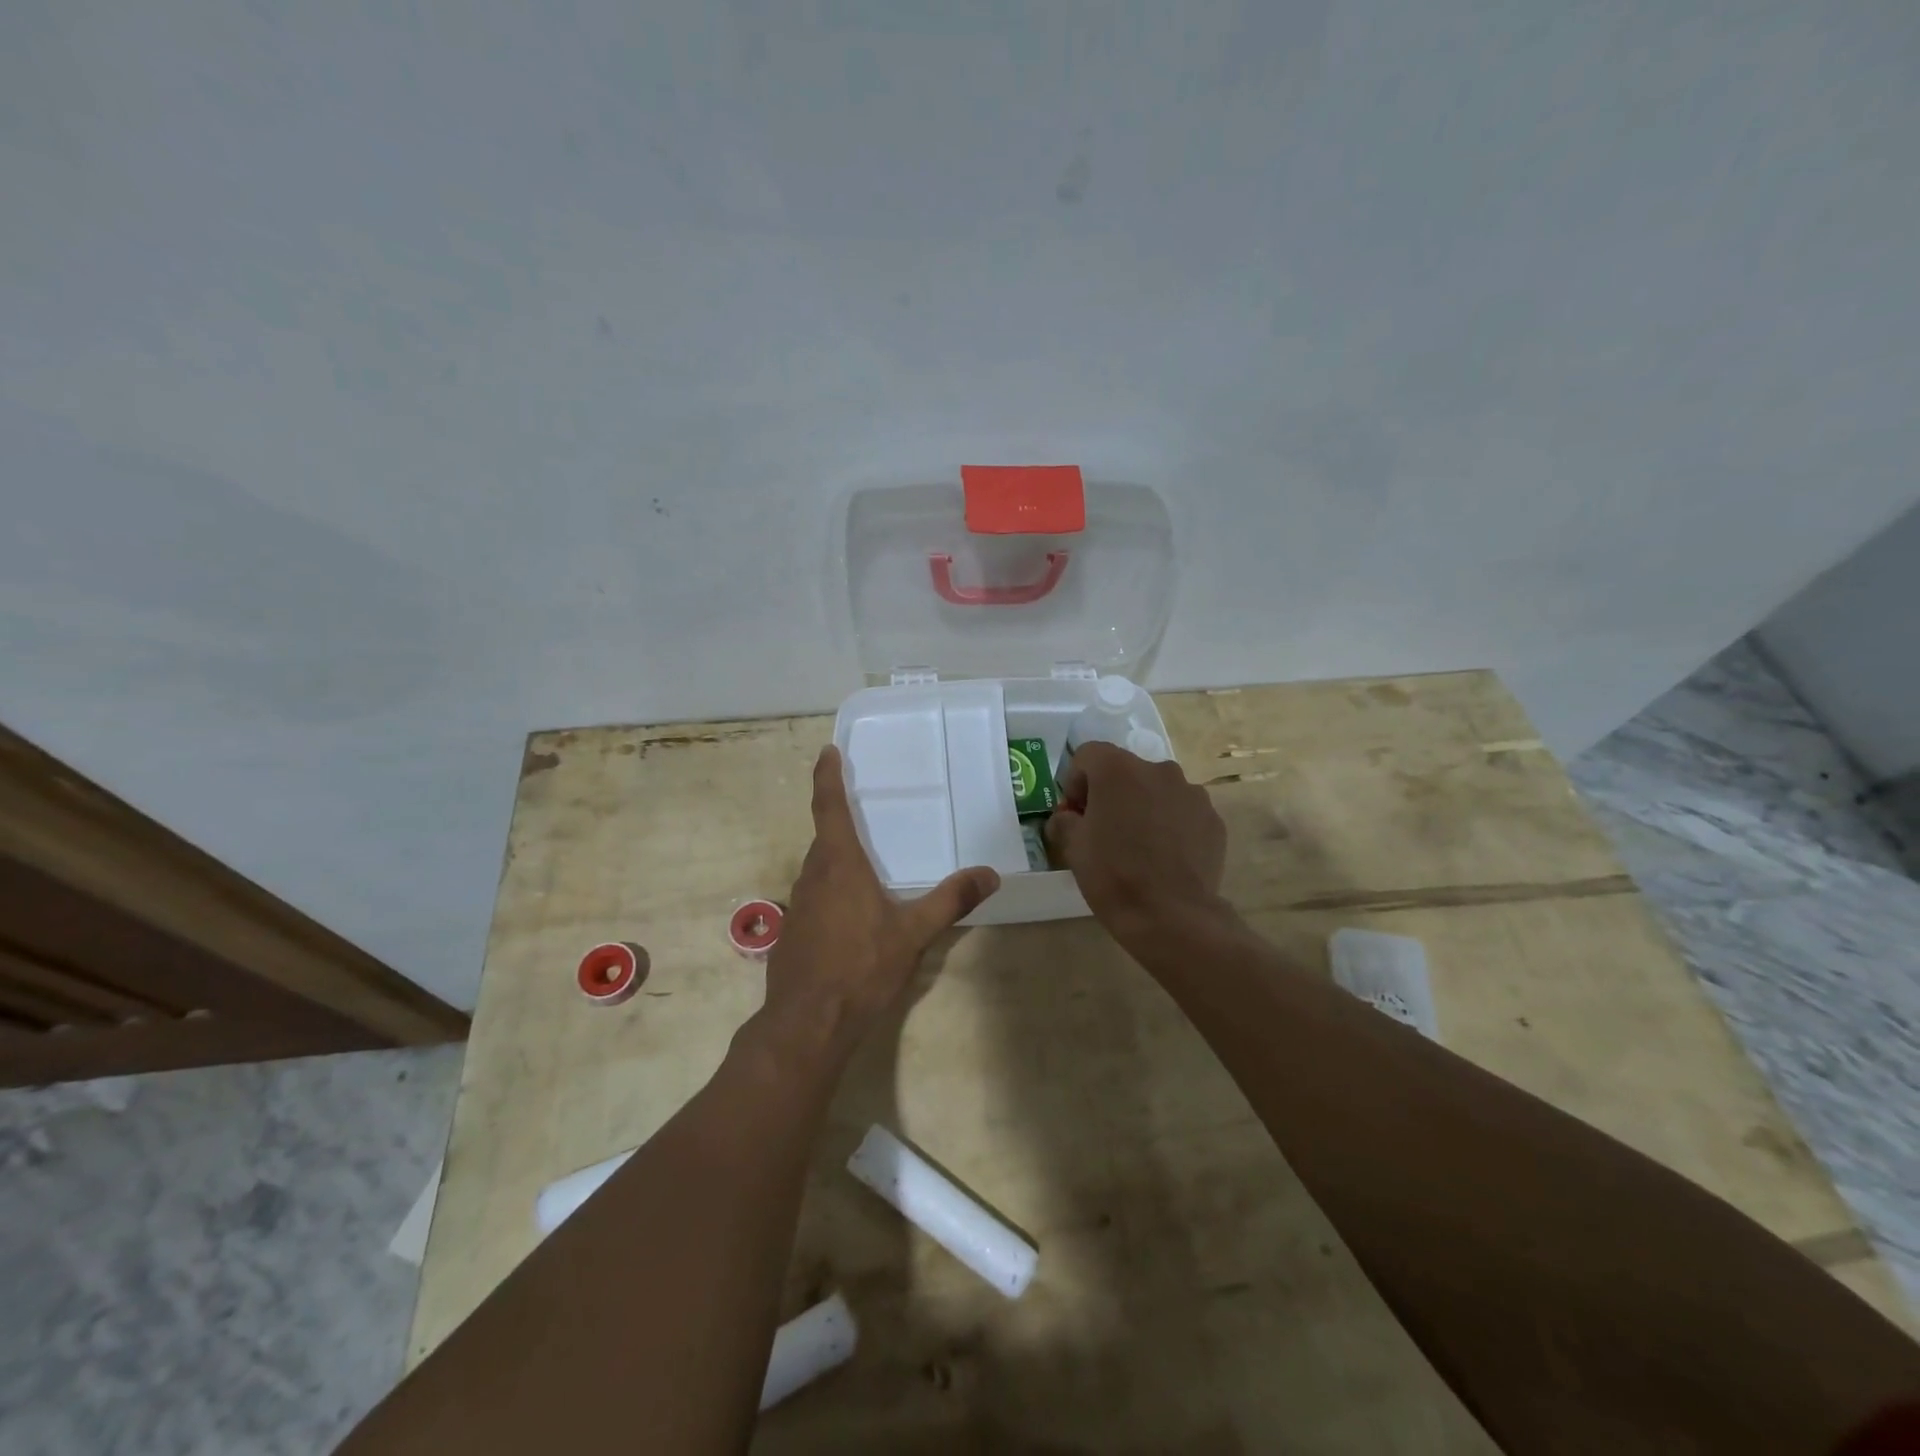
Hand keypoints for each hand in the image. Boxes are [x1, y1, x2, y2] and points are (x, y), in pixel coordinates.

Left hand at [759, 746, 999, 1061]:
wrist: (807, 1023)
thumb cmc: (861, 967)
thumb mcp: (913, 933)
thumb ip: (951, 900)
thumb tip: (990, 874)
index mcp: (839, 864)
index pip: (829, 807)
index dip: (827, 777)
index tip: (827, 751)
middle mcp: (812, 875)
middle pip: (825, 838)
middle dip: (841, 822)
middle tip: (865, 812)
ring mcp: (798, 904)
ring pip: (819, 869)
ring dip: (838, 859)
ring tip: (867, 863)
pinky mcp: (793, 931)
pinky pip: (815, 896)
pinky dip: (832, 890)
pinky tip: (853, 915)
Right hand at [1046, 741, 1228, 941]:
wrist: (1172, 916)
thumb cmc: (1113, 875)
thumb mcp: (1072, 847)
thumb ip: (1064, 821)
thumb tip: (1068, 818)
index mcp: (1118, 769)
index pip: (1088, 755)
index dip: (1076, 782)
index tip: (1076, 815)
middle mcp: (1158, 769)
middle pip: (1125, 770)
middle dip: (1111, 794)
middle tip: (1105, 832)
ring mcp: (1191, 792)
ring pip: (1156, 790)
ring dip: (1143, 807)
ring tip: (1139, 847)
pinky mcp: (1213, 818)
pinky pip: (1182, 811)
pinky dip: (1170, 825)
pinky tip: (1165, 857)